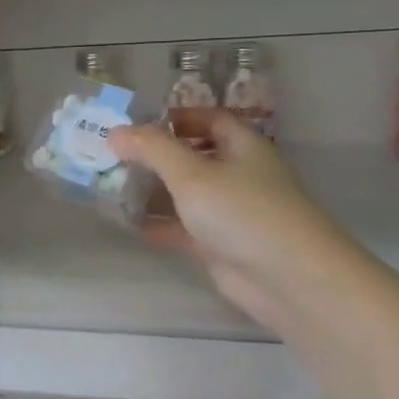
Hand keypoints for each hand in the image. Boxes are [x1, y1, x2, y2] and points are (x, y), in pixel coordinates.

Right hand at [109, 112, 323, 332]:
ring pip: (185, 194)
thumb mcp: (192, 174)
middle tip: (111, 156)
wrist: (288, 279)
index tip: (135, 125)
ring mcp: (229, 212)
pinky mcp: (220, 245)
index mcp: (241, 146)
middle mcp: (237, 174)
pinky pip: (183, 228)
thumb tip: (116, 131)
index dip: (174, 118)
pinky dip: (158, 225)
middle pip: (192, 157)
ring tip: (110, 188)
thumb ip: (152, 150)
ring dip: (153, 191)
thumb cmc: (242, 212)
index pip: (208, 119)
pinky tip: (127, 225)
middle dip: (155, 156)